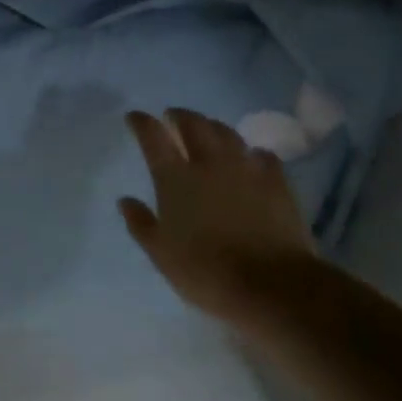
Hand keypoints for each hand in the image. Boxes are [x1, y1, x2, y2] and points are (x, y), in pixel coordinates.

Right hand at [119, 108, 316, 324]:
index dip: (142, 122)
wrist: (271, 284)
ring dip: (212, 126)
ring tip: (208, 129)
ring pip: (226, 132)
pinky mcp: (276, 181)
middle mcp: (208, 163)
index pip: (153, 137)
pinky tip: (252, 158)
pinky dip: (252, 152)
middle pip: (192, 124)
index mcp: (175, 179)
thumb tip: (125, 200)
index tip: (134, 116)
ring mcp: (245, 168)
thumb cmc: (206, 272)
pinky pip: (262, 155)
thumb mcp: (161, 254)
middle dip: (179, 115)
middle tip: (172, 116)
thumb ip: (141, 223)